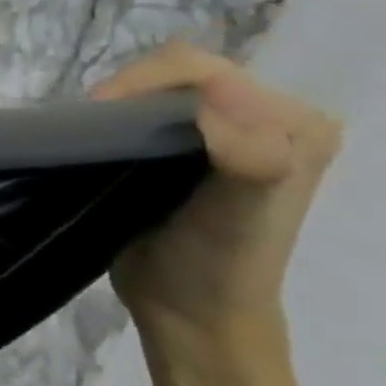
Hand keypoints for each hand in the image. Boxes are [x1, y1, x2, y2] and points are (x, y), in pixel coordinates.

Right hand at [93, 43, 342, 365]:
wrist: (192, 315)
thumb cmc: (217, 267)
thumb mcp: (239, 214)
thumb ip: (249, 157)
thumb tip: (221, 93)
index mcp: (295, 123)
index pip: (207, 70)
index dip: (146, 80)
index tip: (100, 113)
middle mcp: (266, 118)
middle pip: (181, 74)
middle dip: (130, 91)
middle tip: (91, 126)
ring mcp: (224, 134)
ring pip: (158, 92)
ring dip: (120, 106)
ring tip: (91, 134)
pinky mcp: (187, 151)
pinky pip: (146, 114)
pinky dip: (117, 119)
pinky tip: (100, 140)